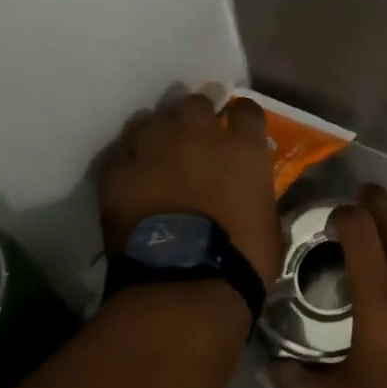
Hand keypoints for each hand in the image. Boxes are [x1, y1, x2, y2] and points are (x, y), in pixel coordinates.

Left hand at [95, 91, 282, 281]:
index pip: (246, 109)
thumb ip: (256, 190)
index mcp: (243, 147)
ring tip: (157, 153)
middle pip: (194, 104)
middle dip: (195, 116)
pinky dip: (128, 163)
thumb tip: (248, 192)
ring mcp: (156, 150)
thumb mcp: (267, 218)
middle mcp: (199, 135)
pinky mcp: (119, 172)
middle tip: (193, 137)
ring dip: (158, 133)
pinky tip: (131, 178)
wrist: (185, 283)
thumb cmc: (241, 258)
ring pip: (152, 120)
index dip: (240, 116)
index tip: (237, 125)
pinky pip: (122, 154)